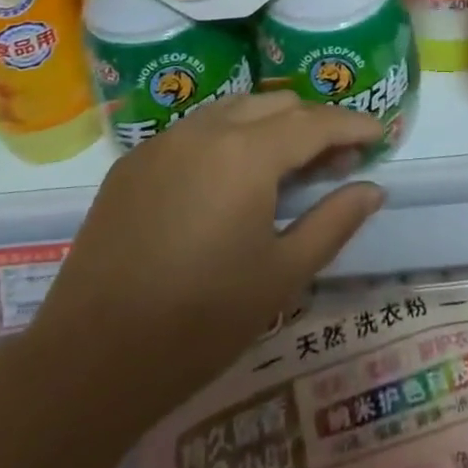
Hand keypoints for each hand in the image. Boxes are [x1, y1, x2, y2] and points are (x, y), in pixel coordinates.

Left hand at [28, 92, 385, 428]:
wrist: (88, 361)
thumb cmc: (200, 322)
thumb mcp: (282, 276)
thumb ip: (334, 222)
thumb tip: (373, 188)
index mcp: (245, 153)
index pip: (314, 122)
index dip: (352, 125)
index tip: (379, 133)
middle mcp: (204, 129)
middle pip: (275, 105)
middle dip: (314, 124)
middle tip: (337, 161)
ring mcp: (162, 142)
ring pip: (233, 111)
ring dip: (270, 126)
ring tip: (289, 166)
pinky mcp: (132, 163)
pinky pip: (195, 132)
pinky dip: (228, 140)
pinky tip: (230, 181)